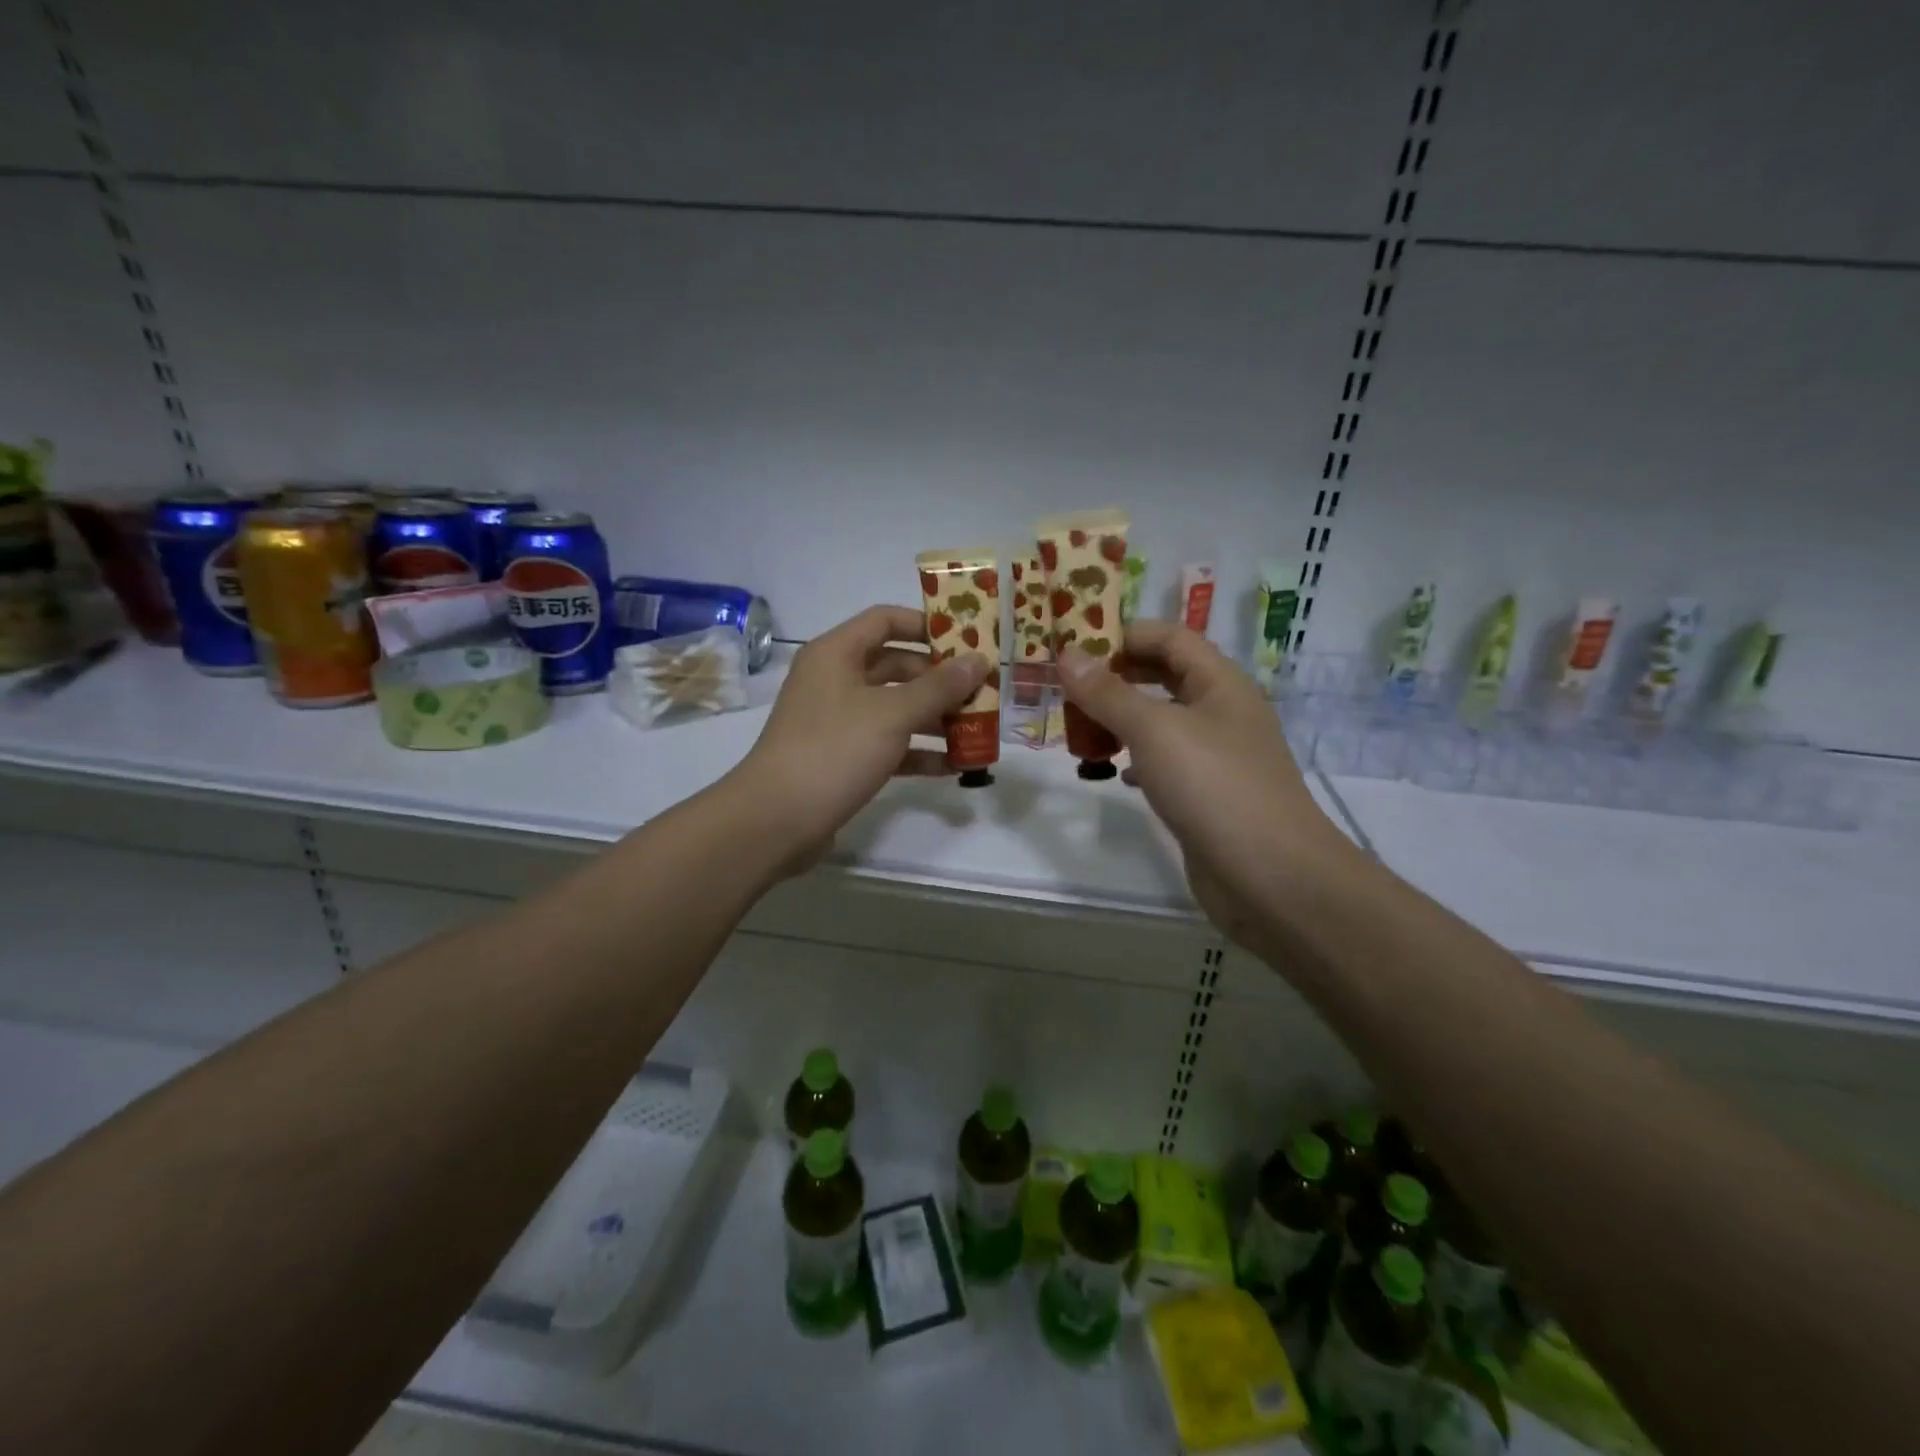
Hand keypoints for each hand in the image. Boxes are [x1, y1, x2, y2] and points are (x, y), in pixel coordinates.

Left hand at [735, 605, 988, 870]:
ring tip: (977, 730)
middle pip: (896, 666)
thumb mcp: (893, 714)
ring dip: (935, 718)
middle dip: (939, 680)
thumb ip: (939, 687)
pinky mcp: (842, 758)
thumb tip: (979, 660)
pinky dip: (918, 752)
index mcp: (836, 653)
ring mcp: (837, 721)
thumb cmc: (835, 750)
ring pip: (895, 708)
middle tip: (982, 692)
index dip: (926, 625)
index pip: (885, 621)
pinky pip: (888, 745)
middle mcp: (835, 680)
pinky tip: (954, 767)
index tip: (967, 640)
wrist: (776, 820)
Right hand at [1056, 621, 1355, 949]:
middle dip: (1117, 678)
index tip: (1075, 648)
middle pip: (1165, 677)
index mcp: (1220, 683)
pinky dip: (1137, 760)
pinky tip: (1114, 772)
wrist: (1271, 877)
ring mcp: (1218, 757)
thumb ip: (1108, 693)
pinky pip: (1166, 763)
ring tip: (1082, 731)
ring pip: (1162, 722)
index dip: (1124, 634)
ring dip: (1122, 720)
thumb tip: (1067, 654)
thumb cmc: (1214, 786)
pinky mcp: (1209, 795)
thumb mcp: (1154, 730)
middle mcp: (1222, 712)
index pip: (1170, 637)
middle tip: (1069, 689)